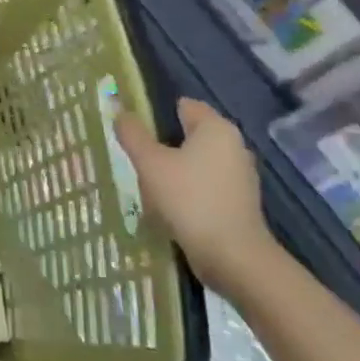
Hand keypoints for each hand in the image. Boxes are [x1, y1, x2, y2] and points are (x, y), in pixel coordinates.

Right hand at [115, 97, 280, 296]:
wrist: (232, 255)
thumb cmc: (189, 199)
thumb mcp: (150, 163)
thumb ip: (133, 134)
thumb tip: (120, 111)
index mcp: (216, 128)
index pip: (184, 105)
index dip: (156, 111)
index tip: (132, 128)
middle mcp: (233, 145)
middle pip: (190, 133)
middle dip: (162, 141)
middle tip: (133, 154)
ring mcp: (239, 175)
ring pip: (197, 160)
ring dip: (174, 167)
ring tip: (146, 180)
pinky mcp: (238, 201)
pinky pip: (205, 183)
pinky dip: (187, 188)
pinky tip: (167, 203)